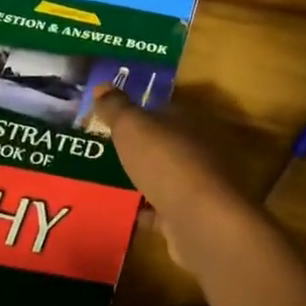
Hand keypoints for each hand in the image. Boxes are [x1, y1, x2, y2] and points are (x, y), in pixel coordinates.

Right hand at [93, 87, 262, 263]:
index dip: (140, 112)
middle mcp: (202, 148)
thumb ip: (116, 107)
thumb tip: (102, 85)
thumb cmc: (166, 161)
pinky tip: (126, 212)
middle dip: (143, 148)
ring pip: (168, 176)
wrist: (201, 220)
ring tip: (112, 181)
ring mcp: (201, 184)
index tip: (115, 120)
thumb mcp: (132, 126)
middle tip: (110, 151)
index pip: (165, 109)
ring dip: (147, 179)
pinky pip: (166, 209)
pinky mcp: (196, 216)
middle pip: (168, 143)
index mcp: (191, 120)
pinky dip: (149, 211)